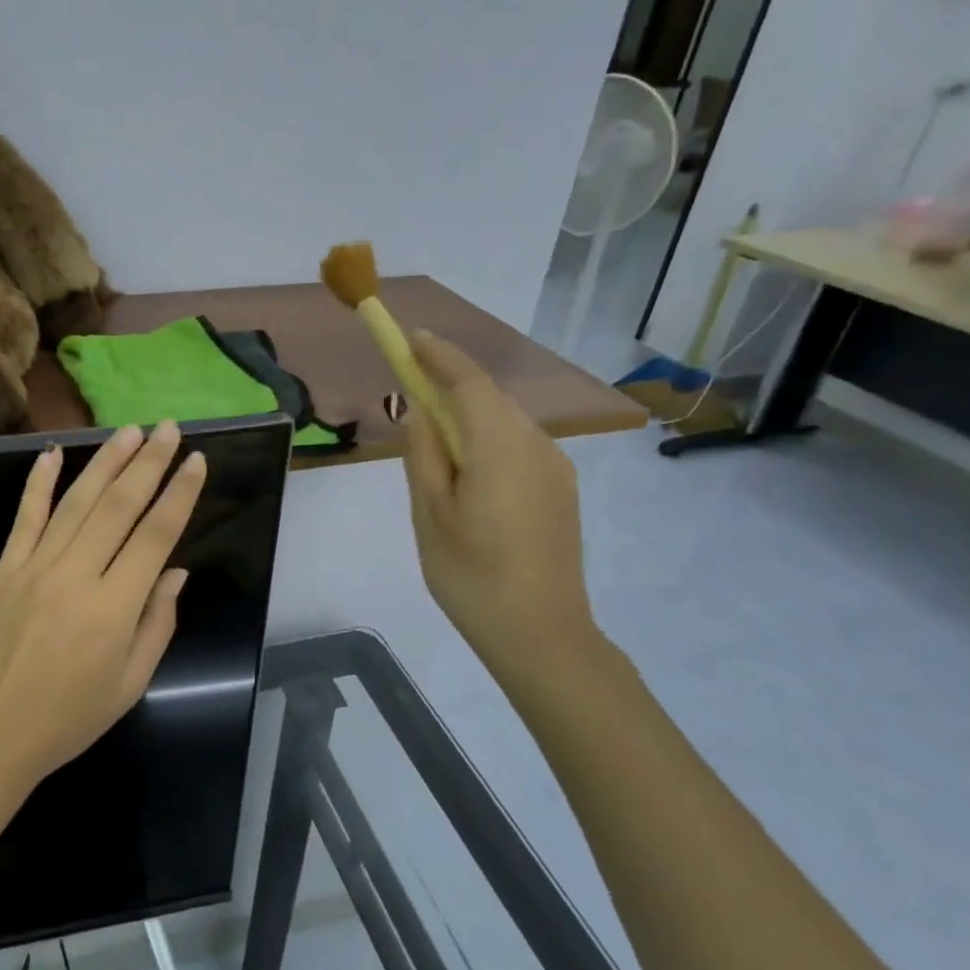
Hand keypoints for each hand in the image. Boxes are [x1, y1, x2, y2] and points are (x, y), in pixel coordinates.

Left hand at [0, 421, 205, 791]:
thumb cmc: (66, 720)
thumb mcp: (129, 685)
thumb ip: (157, 624)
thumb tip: (176, 570)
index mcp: (115, 608)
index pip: (156, 535)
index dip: (180, 494)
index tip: (196, 461)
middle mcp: (76, 575)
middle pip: (119, 506)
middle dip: (148, 462)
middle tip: (168, 427)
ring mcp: (34, 567)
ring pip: (76, 501)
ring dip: (105, 461)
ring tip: (129, 431)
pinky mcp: (4, 569)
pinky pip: (25, 517)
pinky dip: (38, 482)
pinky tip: (52, 453)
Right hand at [401, 331, 593, 667]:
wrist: (541, 633)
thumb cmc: (470, 574)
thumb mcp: (429, 512)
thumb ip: (423, 453)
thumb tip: (419, 410)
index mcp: (499, 446)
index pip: (467, 381)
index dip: (437, 354)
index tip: (407, 336)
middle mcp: (536, 444)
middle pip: (488, 397)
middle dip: (449, 383)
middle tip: (409, 385)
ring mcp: (555, 467)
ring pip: (505, 421)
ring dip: (468, 414)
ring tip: (433, 438)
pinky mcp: (561, 489)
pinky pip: (518, 445)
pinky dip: (487, 439)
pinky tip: (467, 471)